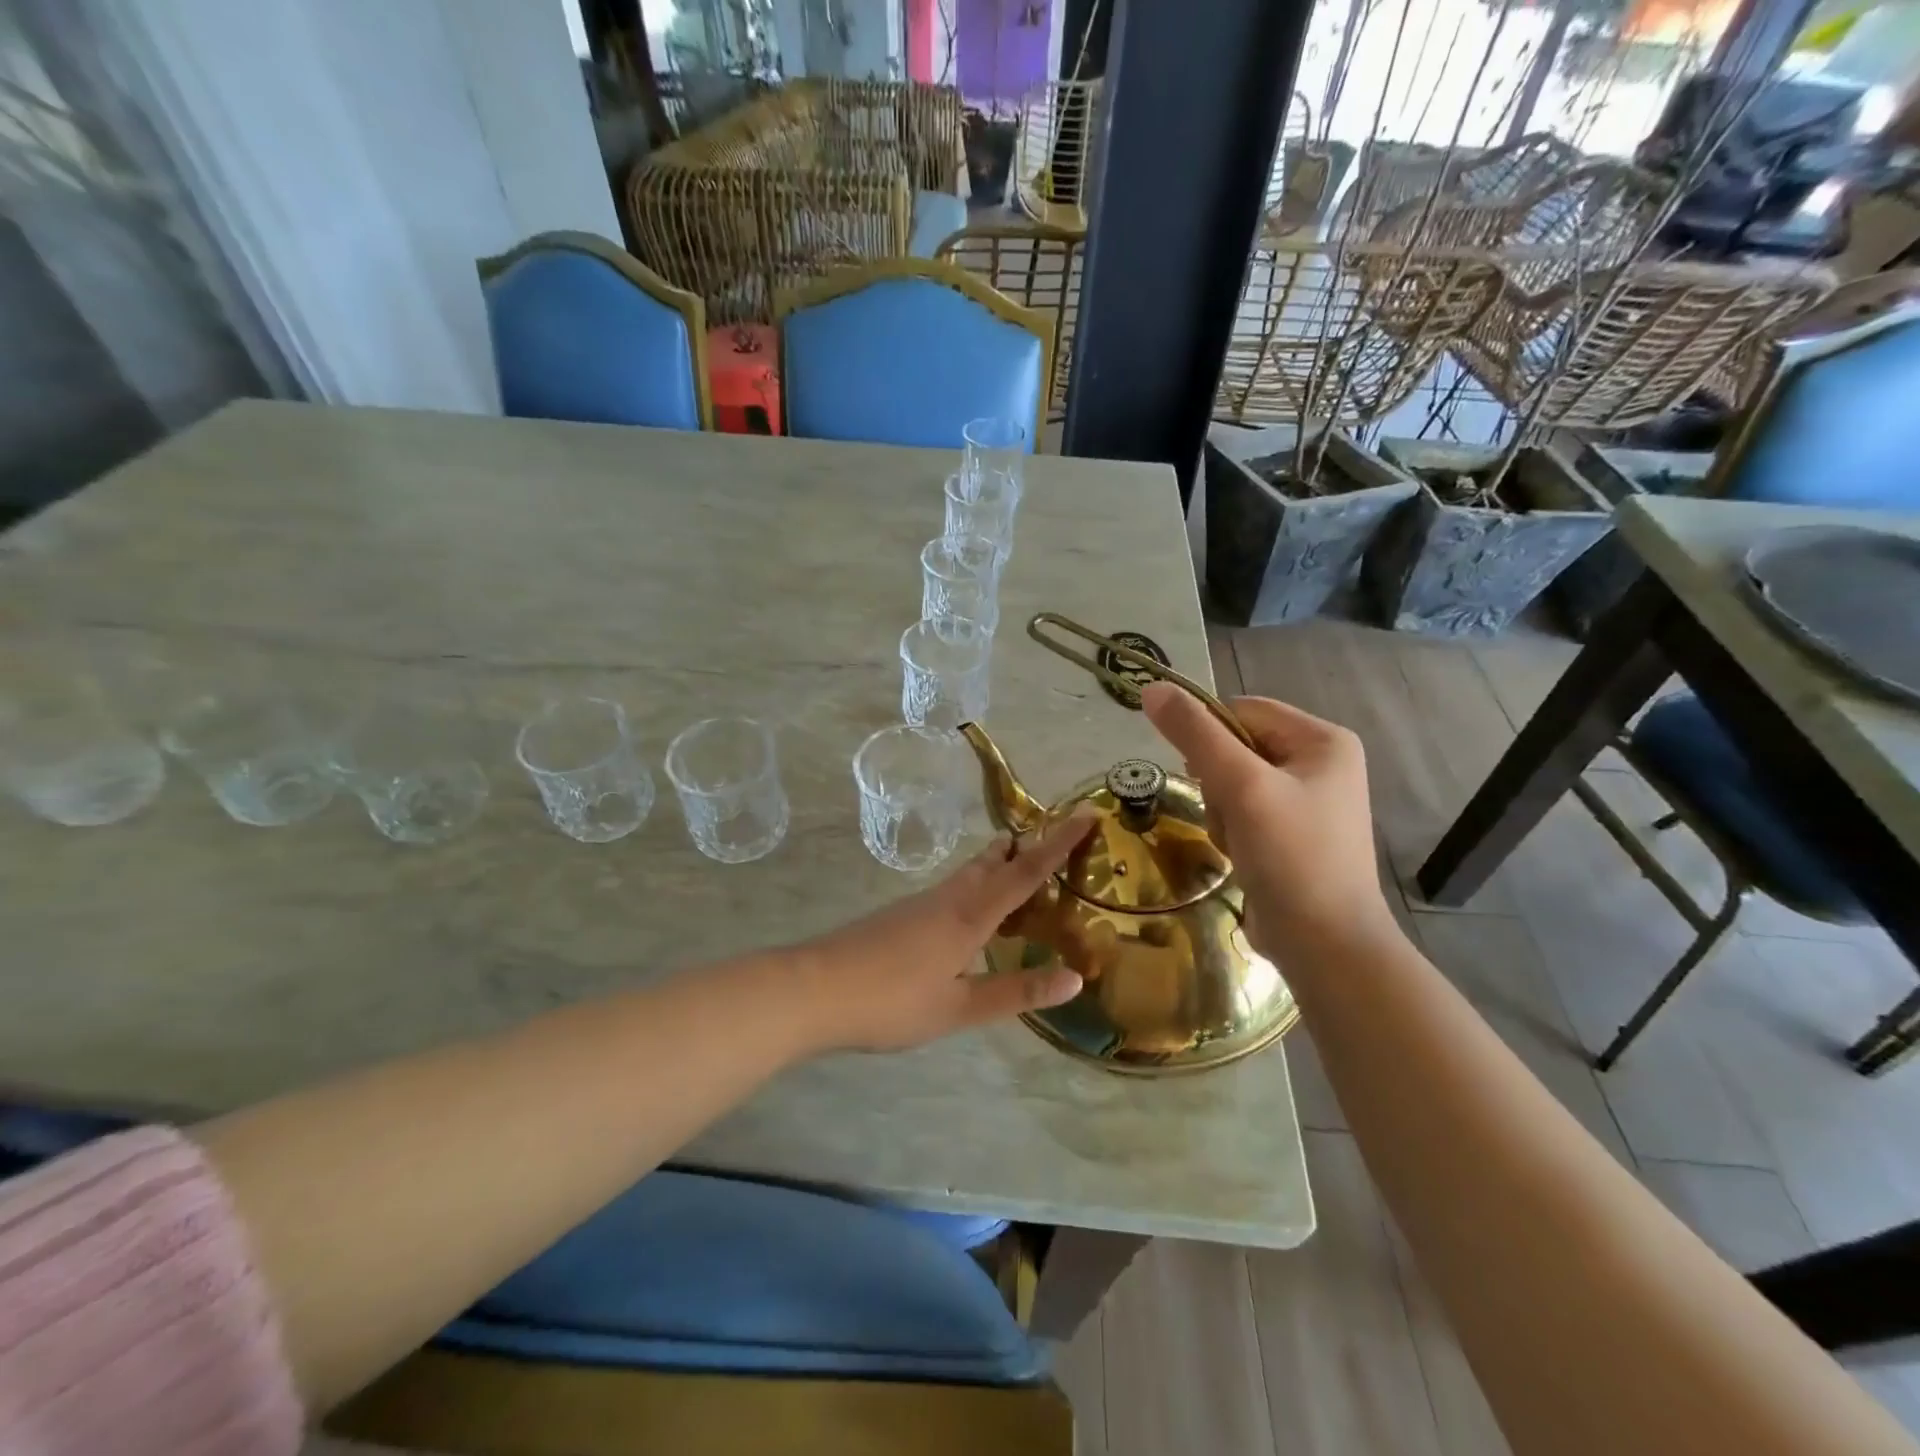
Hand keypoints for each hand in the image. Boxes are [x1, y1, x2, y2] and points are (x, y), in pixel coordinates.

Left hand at [793, 813, 1096, 1052]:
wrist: (813, 989)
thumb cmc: (891, 1001)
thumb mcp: (959, 1007)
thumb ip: (1016, 991)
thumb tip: (1074, 977)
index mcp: (969, 916)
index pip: (1025, 872)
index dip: (1059, 844)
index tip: (1086, 814)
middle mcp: (948, 899)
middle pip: (993, 862)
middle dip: (1026, 847)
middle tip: (1055, 837)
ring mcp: (920, 904)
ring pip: (969, 873)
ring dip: (998, 864)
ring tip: (1018, 865)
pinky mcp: (901, 915)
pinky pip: (952, 889)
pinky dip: (976, 886)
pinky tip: (970, 911)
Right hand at [1142, 682, 1393, 958]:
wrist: (1325, 945)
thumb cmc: (1291, 857)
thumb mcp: (1241, 787)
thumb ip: (1196, 734)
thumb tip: (1152, 687)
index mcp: (1323, 740)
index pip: (1242, 710)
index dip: (1209, 735)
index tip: (1197, 772)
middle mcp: (1320, 763)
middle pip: (1236, 747)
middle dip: (1218, 782)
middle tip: (1229, 814)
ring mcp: (1307, 801)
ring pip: (1232, 782)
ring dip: (1221, 811)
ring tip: (1237, 842)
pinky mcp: (1291, 834)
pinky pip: (1242, 811)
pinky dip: (1231, 831)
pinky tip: (1242, 857)